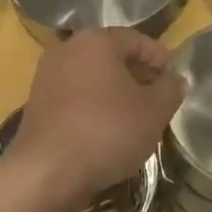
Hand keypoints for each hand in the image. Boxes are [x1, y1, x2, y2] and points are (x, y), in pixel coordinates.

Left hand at [6, 29, 184, 209]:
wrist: (47, 171)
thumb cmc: (107, 131)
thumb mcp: (154, 111)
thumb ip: (170, 89)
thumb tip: (174, 79)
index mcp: (96, 40)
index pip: (136, 39)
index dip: (159, 57)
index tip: (174, 79)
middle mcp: (67, 49)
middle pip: (111, 55)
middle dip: (137, 74)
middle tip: (158, 98)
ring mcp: (47, 76)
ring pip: (91, 77)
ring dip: (115, 92)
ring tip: (135, 117)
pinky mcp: (37, 103)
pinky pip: (74, 96)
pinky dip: (93, 106)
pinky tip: (107, 130)